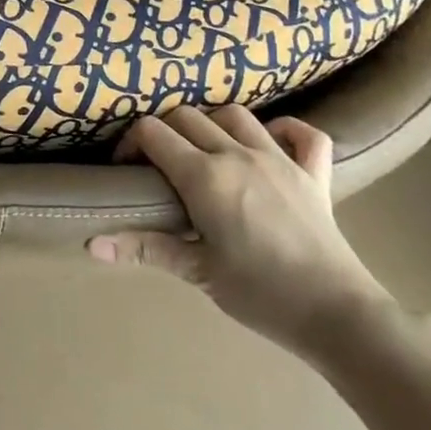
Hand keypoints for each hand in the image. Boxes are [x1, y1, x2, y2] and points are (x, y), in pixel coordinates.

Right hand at [88, 105, 392, 357]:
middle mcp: (237, 154)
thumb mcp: (198, 272)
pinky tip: (272, 143)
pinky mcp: (314, 174)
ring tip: (206, 150)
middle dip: (164, 131)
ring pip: (235, 115)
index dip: (131, 143)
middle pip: (186, 116)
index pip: (152, 133)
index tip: (126, 169)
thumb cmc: (261, 294)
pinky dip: (286, 130)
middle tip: (159, 163)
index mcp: (204, 176)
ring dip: (213, 123)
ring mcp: (279, 159)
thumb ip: (145, 248)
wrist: (339, 315)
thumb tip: (91, 244)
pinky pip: (304, 134)